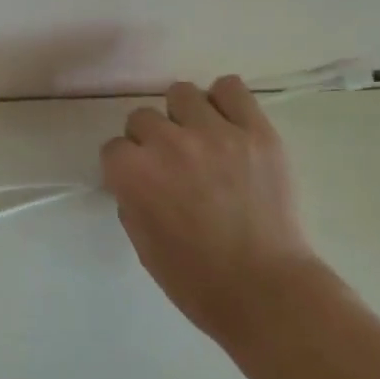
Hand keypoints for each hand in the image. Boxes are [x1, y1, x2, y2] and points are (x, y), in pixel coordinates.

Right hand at [100, 75, 331, 349]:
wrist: (265, 290)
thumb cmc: (196, 280)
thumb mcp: (143, 244)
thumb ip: (133, 201)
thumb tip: (140, 181)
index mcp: (134, 173)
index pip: (114, 148)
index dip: (127, 167)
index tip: (141, 181)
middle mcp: (168, 143)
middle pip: (143, 117)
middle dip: (151, 140)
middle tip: (173, 165)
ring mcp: (214, 132)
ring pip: (182, 94)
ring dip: (184, 116)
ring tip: (202, 140)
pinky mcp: (256, 131)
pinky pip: (231, 88)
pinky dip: (225, 101)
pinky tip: (229, 124)